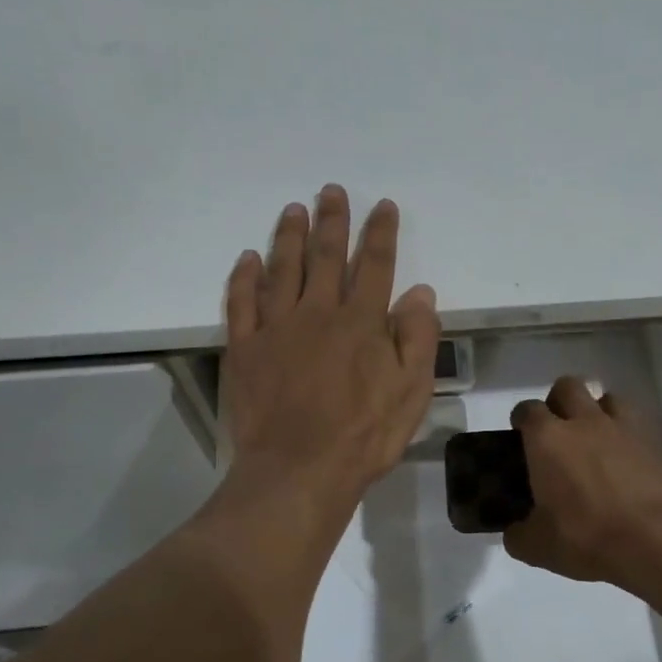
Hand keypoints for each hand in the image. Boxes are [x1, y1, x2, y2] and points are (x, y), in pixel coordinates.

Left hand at [221, 185, 439, 508]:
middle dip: (332, 221)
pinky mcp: (245, 349)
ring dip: (289, 236)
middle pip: (326, 256)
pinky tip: (249, 259)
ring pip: (282, 269)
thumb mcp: (411, 391)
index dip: (380, 233)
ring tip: (293, 210)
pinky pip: (242, 302)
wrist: (298, 470)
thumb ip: (417, 338)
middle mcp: (317, 313)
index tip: (383, 206)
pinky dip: (245, 278)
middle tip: (331, 191)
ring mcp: (276, 328)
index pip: (375, 265)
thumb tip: (420, 292)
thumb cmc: (363, 435)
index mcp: (361, 322)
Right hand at [503, 376, 661, 590]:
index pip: (527, 410)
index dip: (522, 419)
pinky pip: (636, 425)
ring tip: (595, 440)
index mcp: (547, 439)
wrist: (659, 539)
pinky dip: (627, 435)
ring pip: (607, 398)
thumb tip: (514, 532)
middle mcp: (584, 422)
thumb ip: (519, 535)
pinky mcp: (655, 444)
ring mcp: (623, 429)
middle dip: (558, 401)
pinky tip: (625, 460)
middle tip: (557, 431)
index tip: (520, 435)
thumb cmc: (587, 536)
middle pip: (567, 387)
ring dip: (597, 411)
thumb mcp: (538, 547)